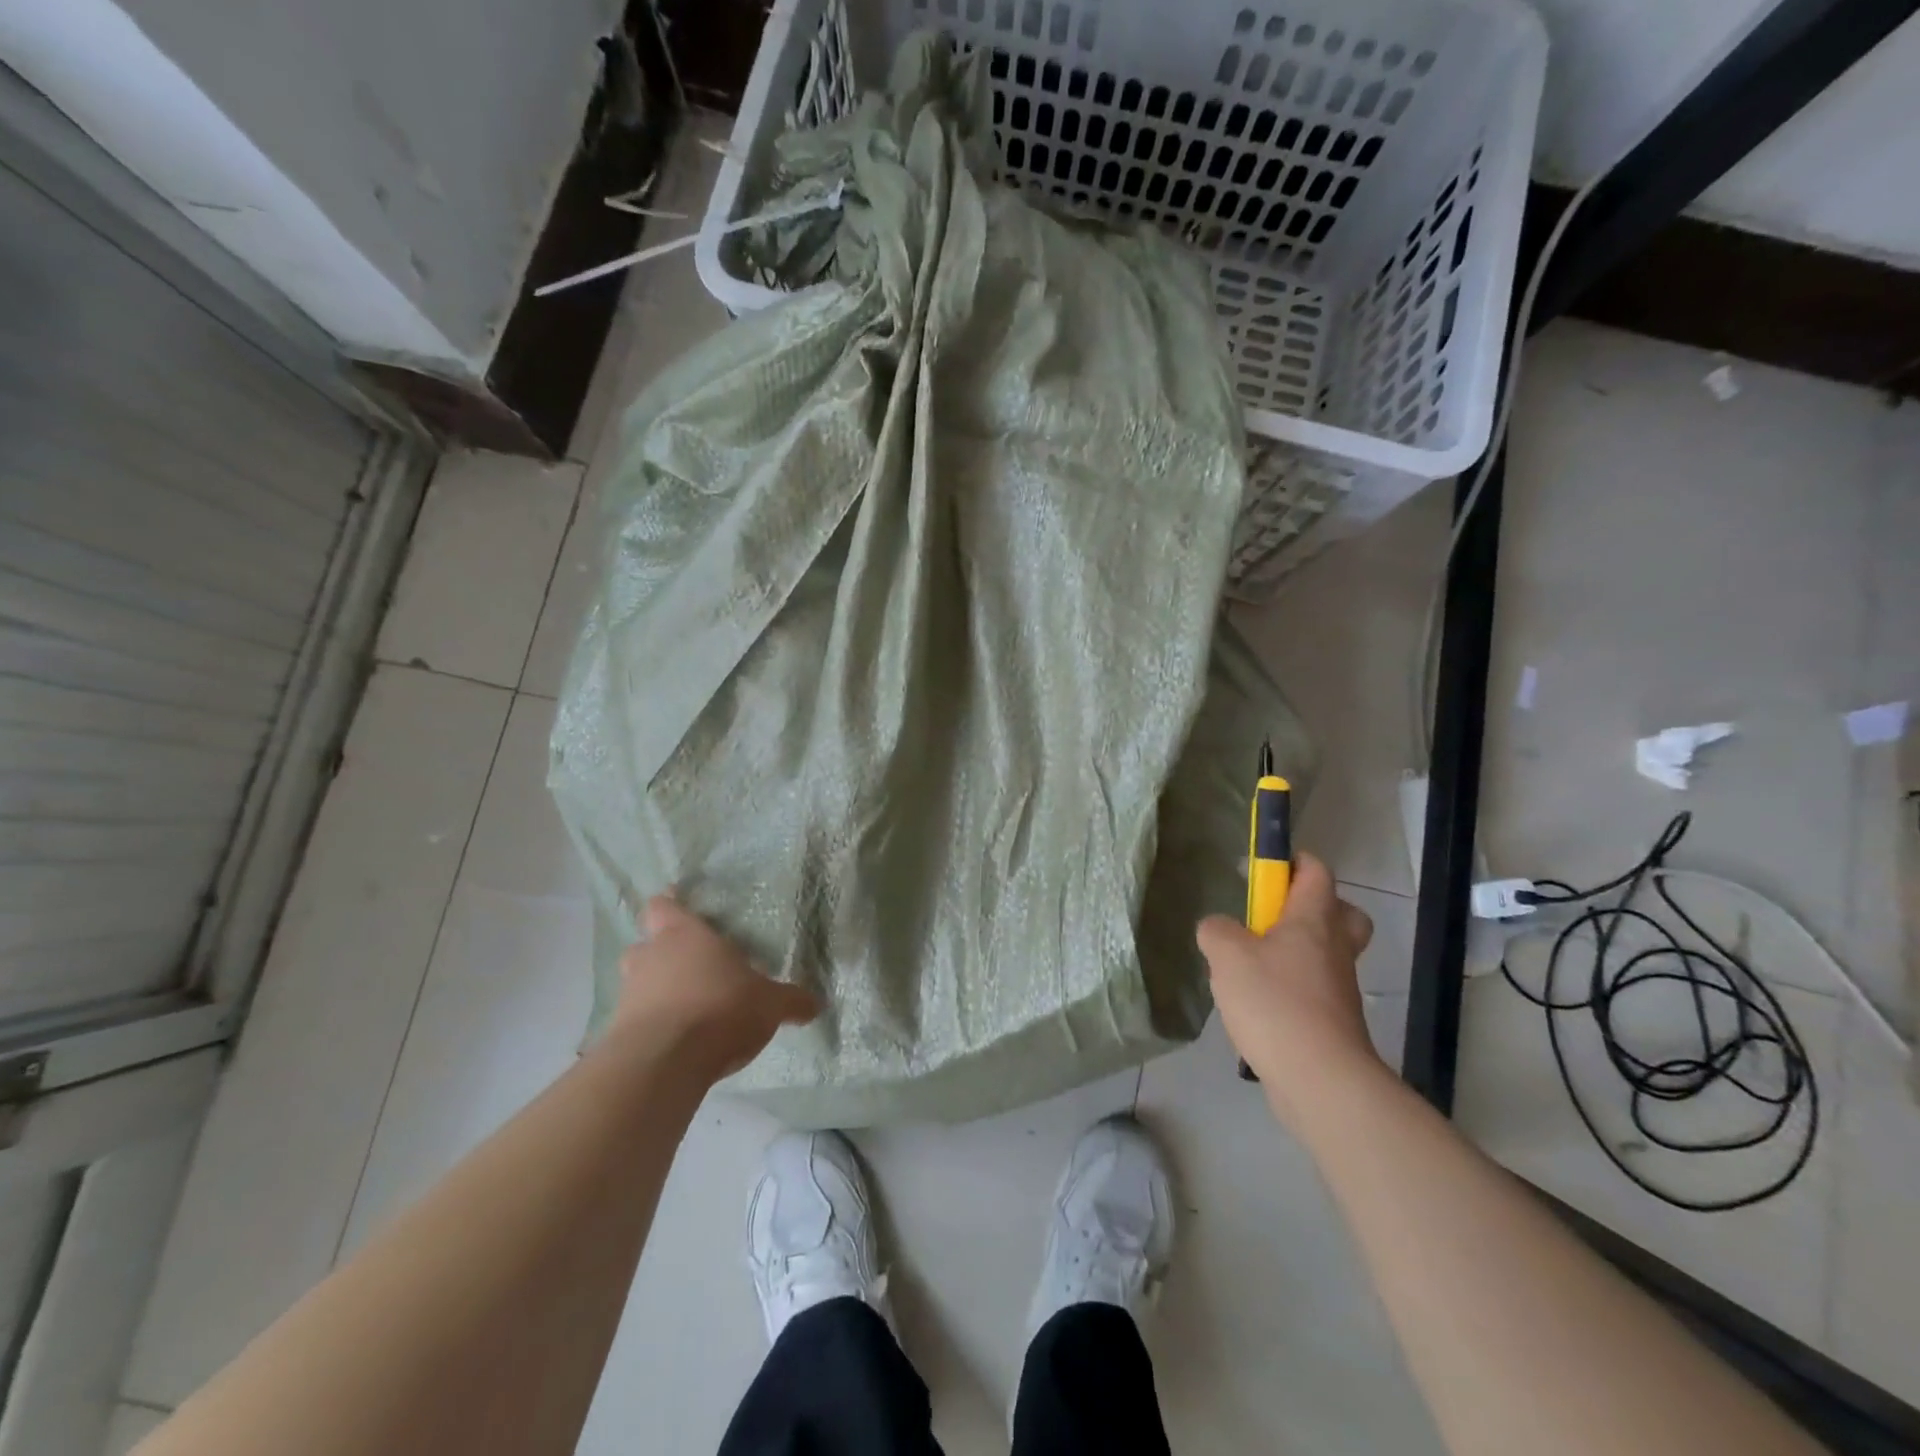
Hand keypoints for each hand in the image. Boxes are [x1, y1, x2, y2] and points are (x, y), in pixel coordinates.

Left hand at [611, 894, 818, 1079]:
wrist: (663, 1063)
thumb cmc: (720, 1009)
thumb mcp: (770, 1004)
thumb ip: (791, 1001)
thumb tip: (817, 1004)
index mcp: (684, 935)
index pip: (664, 905)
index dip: (671, 905)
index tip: (682, 908)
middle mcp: (651, 957)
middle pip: (646, 944)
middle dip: (663, 952)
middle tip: (691, 964)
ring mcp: (629, 995)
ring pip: (638, 982)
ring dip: (656, 990)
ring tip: (685, 1005)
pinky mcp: (618, 1033)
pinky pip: (635, 1020)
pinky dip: (651, 1025)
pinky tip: (677, 1040)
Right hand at [1196, 853, 1381, 1121]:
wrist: (1320, 1079)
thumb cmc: (1275, 1002)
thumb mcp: (1227, 955)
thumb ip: (1216, 930)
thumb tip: (1218, 929)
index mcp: (1314, 920)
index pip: (1316, 871)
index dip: (1292, 861)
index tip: (1262, 869)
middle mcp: (1335, 948)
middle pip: (1339, 913)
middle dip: (1309, 908)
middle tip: (1272, 919)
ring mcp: (1338, 988)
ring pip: (1325, 954)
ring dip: (1295, 952)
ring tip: (1251, 967)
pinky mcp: (1333, 1022)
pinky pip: (1314, 991)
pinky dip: (1291, 990)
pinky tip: (1257, 1006)